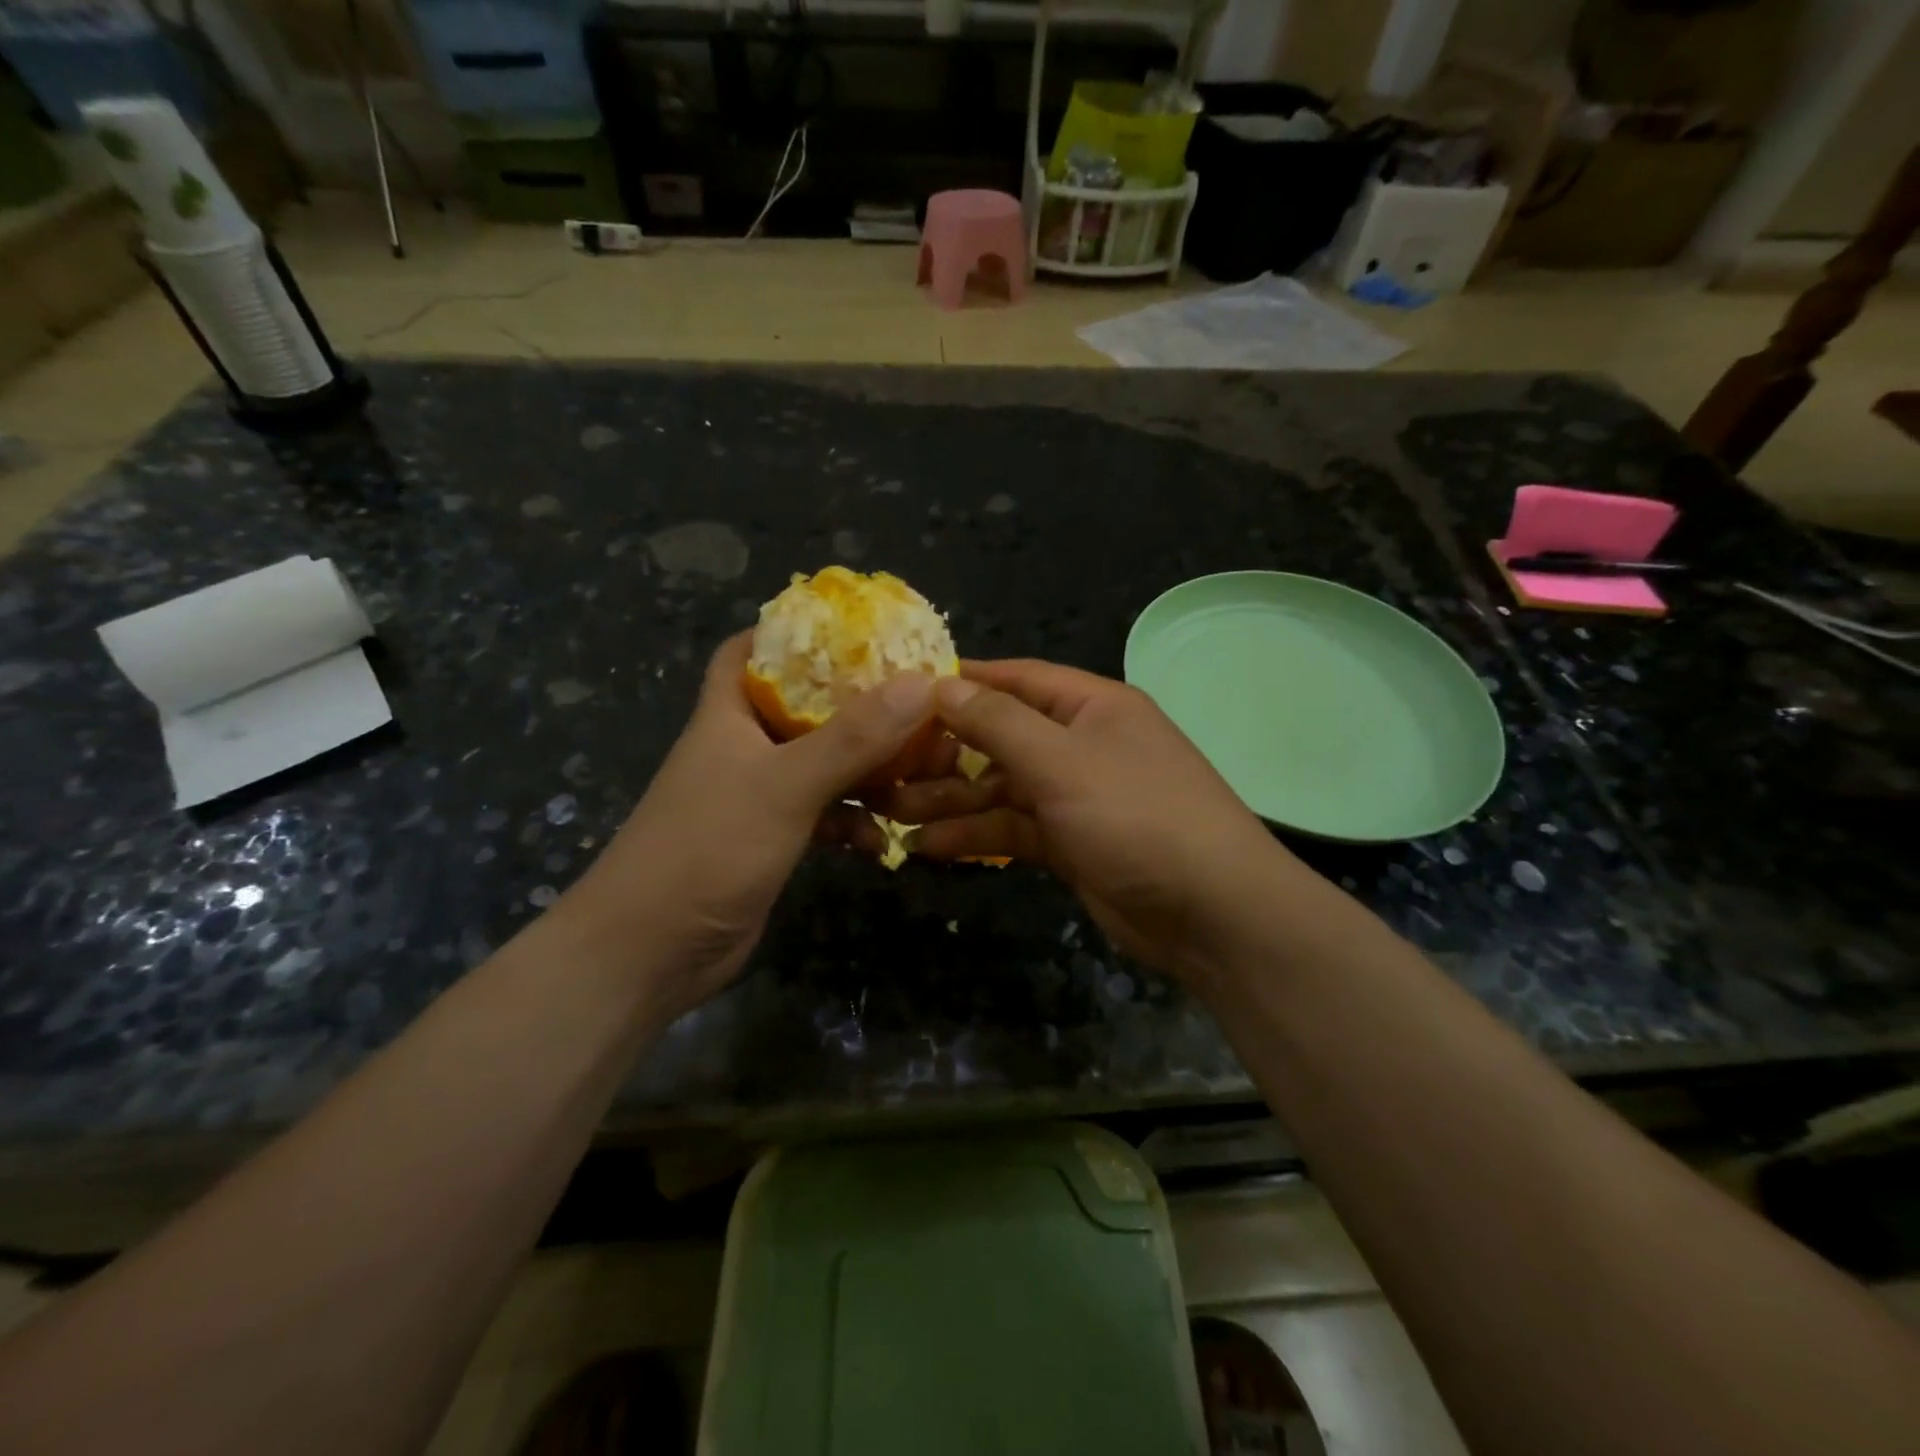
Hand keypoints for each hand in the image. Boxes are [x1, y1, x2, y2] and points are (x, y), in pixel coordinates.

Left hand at [561, 632, 936, 1018]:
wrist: (648, 953)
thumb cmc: (707, 848)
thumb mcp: (785, 785)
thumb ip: (853, 737)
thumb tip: (922, 684)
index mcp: (729, 713)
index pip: (751, 650)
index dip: (793, 631)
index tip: (853, 629)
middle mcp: (744, 746)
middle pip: (806, 707)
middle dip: (859, 707)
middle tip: (916, 703)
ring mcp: (758, 796)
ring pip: (824, 764)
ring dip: (868, 771)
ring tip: (920, 776)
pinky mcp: (772, 840)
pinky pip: (824, 815)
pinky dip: (854, 822)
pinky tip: (881, 843)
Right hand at [874, 660, 1303, 985]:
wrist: (1212, 913)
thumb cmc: (1137, 817)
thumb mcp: (1062, 762)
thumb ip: (998, 723)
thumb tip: (942, 685)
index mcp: (1093, 707)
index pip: (1018, 679)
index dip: (963, 682)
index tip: (906, 691)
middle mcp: (1083, 744)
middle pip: (1003, 737)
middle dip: (947, 753)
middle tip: (886, 767)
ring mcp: (1078, 796)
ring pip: (1002, 788)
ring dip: (952, 800)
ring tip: (894, 813)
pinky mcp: (1072, 844)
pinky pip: (1014, 829)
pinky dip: (977, 837)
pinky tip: (930, 847)